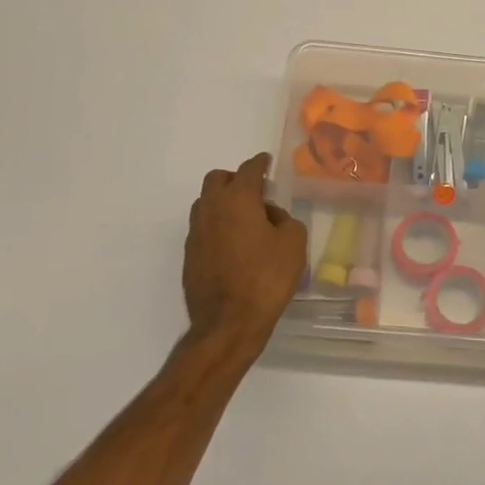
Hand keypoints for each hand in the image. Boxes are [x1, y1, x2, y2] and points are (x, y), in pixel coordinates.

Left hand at [182, 154, 306, 357]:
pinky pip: (203, 228)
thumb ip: (285, 219)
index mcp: (238, 199)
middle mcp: (211, 209)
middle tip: (254, 191)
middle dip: (235, 178)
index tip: (266, 161)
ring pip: (206, 203)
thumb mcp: (294, 243)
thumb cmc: (267, 278)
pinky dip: (217, 226)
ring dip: (223, 202)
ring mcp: (196, 233)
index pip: (248, 169)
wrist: (228, 323)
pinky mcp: (190, 256)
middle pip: (217, 179)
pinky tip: (233, 244)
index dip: (260, 163)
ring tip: (244, 219)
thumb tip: (270, 216)